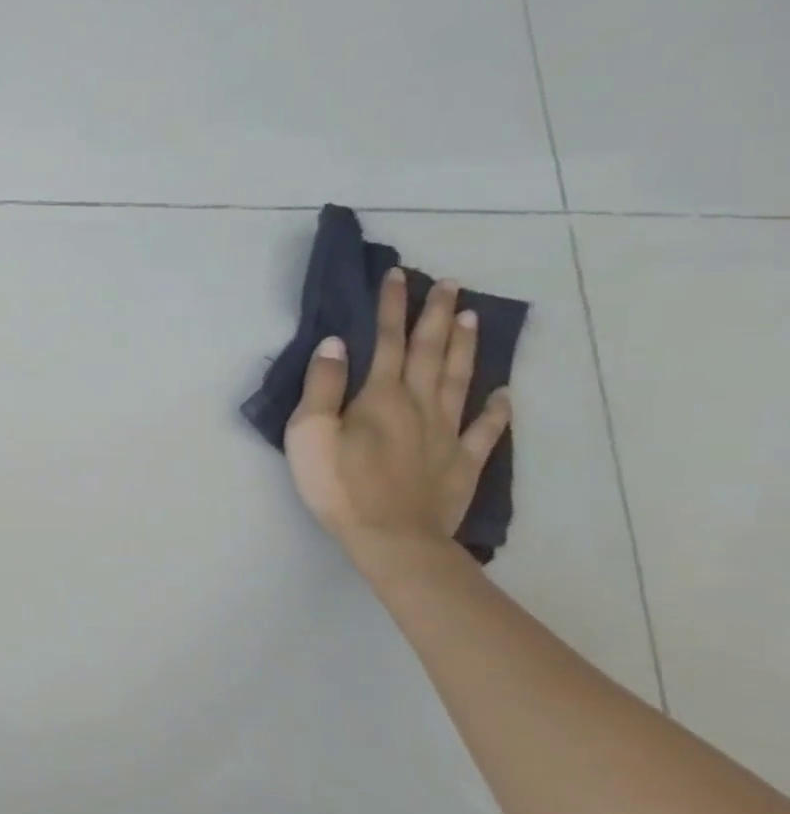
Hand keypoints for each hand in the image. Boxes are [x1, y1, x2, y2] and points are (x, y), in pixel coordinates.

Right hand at [284, 268, 511, 554]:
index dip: (392, 308)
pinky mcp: (462, 462)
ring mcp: (447, 433)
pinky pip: (485, 429)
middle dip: (436, 315)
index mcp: (380, 396)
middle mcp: (420, 405)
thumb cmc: (339, 485)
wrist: (392, 537)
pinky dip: (495, 409)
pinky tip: (502, 393)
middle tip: (449, 283)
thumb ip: (322, 387)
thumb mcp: (310, 434)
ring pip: (460, 380)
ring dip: (465, 347)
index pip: (387, 341)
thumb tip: (335, 344)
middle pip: (430, 352)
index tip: (399, 276)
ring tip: (471, 318)